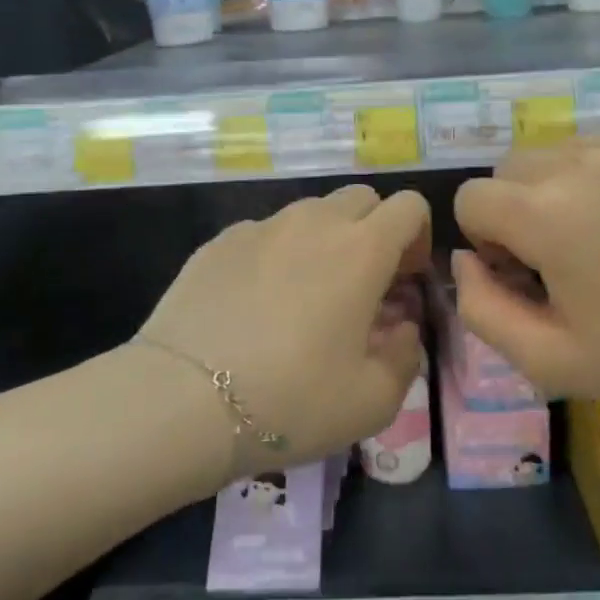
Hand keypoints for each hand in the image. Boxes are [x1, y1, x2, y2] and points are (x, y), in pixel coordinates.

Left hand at [138, 185, 430, 476]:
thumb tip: (400, 328)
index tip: (403, 280)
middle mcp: (314, 223)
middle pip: (361, 198)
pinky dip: (277, 255)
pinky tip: (256, 305)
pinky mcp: (220, 241)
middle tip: (362, 286)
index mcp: (361, 250)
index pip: (409, 206)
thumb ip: (404, 355)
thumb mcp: (373, 401)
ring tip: (306, 296)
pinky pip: (265, 233)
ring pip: (311, 212)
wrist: (182, 400)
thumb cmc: (291, 401)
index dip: (417, 237)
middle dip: (373, 231)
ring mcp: (262, 227)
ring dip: (325, 241)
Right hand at [452, 131, 599, 412]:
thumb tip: (464, 259)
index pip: (472, 197)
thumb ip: (480, 310)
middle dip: (520, 207)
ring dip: (566, 186)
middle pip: (512, 166)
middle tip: (567, 256)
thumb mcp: (551, 362)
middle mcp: (584, 160)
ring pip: (564, 150)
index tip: (528, 273)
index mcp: (546, 214)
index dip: (488, 240)